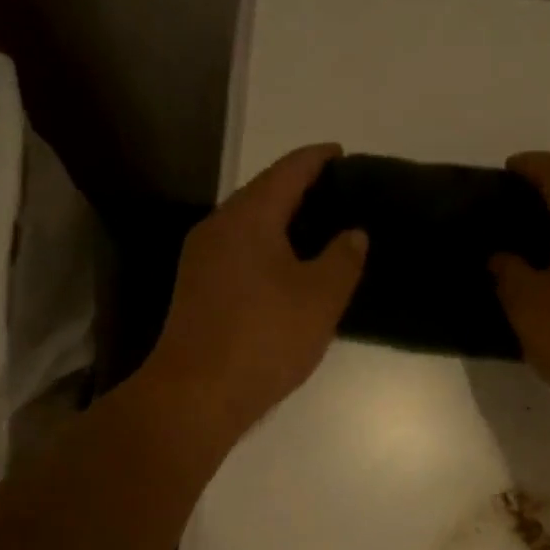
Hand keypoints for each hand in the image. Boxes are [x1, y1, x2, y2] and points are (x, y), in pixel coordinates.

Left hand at [147, 143, 366, 442]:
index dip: (318, 159)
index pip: (288, 170)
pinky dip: (268, 252)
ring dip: (284, 225)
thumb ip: (343, 259)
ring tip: (321, 234)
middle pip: (264, 194)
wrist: (195, 395)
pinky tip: (289, 272)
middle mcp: (218, 227)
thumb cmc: (263, 339)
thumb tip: (354, 233)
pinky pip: (240, 254)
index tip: (342, 154)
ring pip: (250, 227)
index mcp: (248, 216)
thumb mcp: (319, 298)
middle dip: (301, 191)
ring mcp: (201, 260)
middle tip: (341, 199)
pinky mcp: (197, 291)